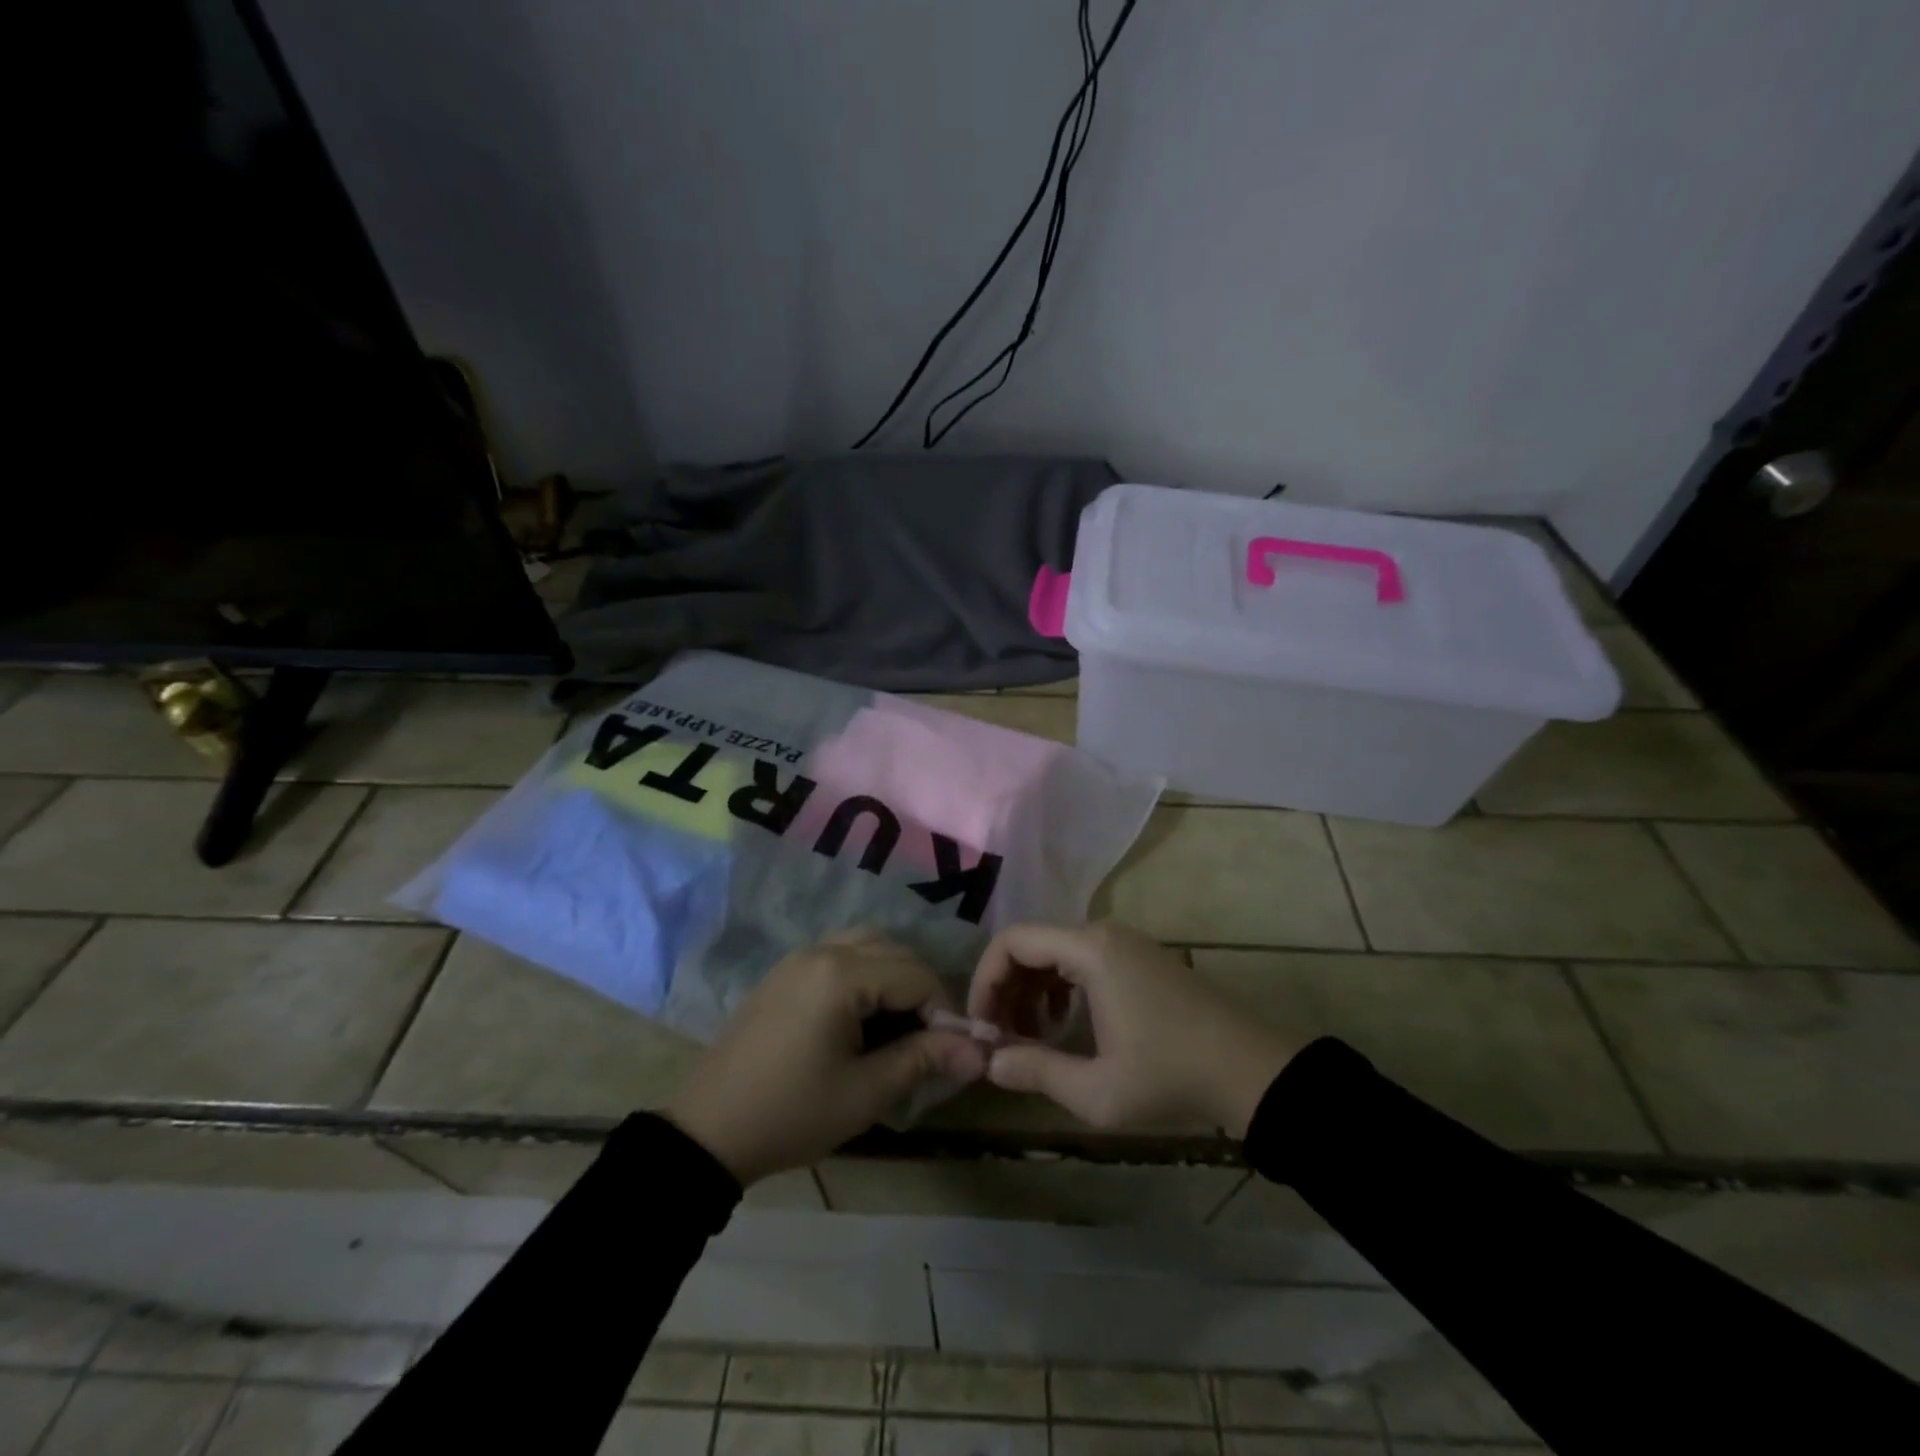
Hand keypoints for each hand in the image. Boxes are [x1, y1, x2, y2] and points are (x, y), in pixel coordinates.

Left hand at [668, 930, 986, 1184]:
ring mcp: (798, 958)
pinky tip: (859, 1018)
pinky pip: (838, 954)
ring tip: (893, 1026)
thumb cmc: (792, 1113)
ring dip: (890, 976)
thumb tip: (980, 1051)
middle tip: (922, 1039)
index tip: (945, 1052)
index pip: (916, 974)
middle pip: (893, 950)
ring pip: (866, 945)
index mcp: (841, 975)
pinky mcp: (784, 972)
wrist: (708, 1130)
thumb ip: (924, 1060)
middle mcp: (821, 950)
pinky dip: (862, 975)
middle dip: (918, 990)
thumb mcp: (866, 1093)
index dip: (941, 1010)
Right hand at [968, 922, 1292, 1136]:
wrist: (1250, 1070)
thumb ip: (1036, 1072)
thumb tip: (989, 1064)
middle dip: (1005, 989)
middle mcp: (1102, 934)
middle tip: (999, 1038)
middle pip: (1031, 945)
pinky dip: (1059, 987)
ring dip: (1031, 991)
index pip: (1013, 941)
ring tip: (1028, 1038)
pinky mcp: (1138, 957)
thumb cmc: (1170, 1076)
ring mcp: (1124, 943)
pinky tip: (1062, 1025)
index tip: (981, 1026)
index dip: (985, 980)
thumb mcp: (1096, 1091)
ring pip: (1055, 953)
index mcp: (1090, 951)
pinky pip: (1080, 960)